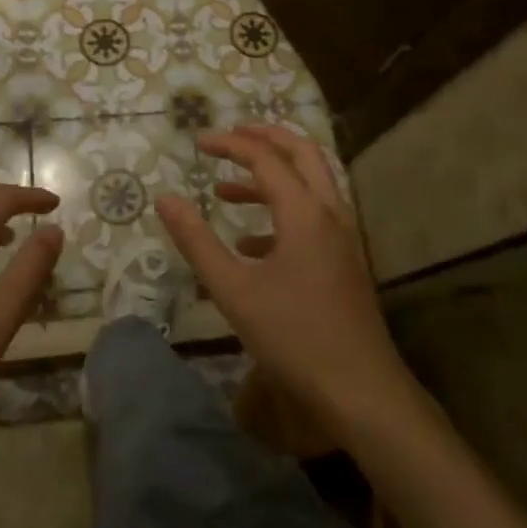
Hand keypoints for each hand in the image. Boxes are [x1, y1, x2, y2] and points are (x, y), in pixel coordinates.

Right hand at [157, 125, 406, 429]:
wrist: (362, 392)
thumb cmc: (294, 337)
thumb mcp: (234, 290)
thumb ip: (197, 240)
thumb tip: (164, 199)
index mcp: (304, 211)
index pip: (264, 157)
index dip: (229, 144)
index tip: (197, 142)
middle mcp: (329, 213)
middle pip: (302, 153)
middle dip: (266, 138)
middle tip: (230, 135)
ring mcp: (343, 238)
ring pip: (311, 185)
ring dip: (272, 177)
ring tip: (225, 190)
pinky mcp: (344, 261)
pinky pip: (314, 217)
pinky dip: (282, 213)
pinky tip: (250, 244)